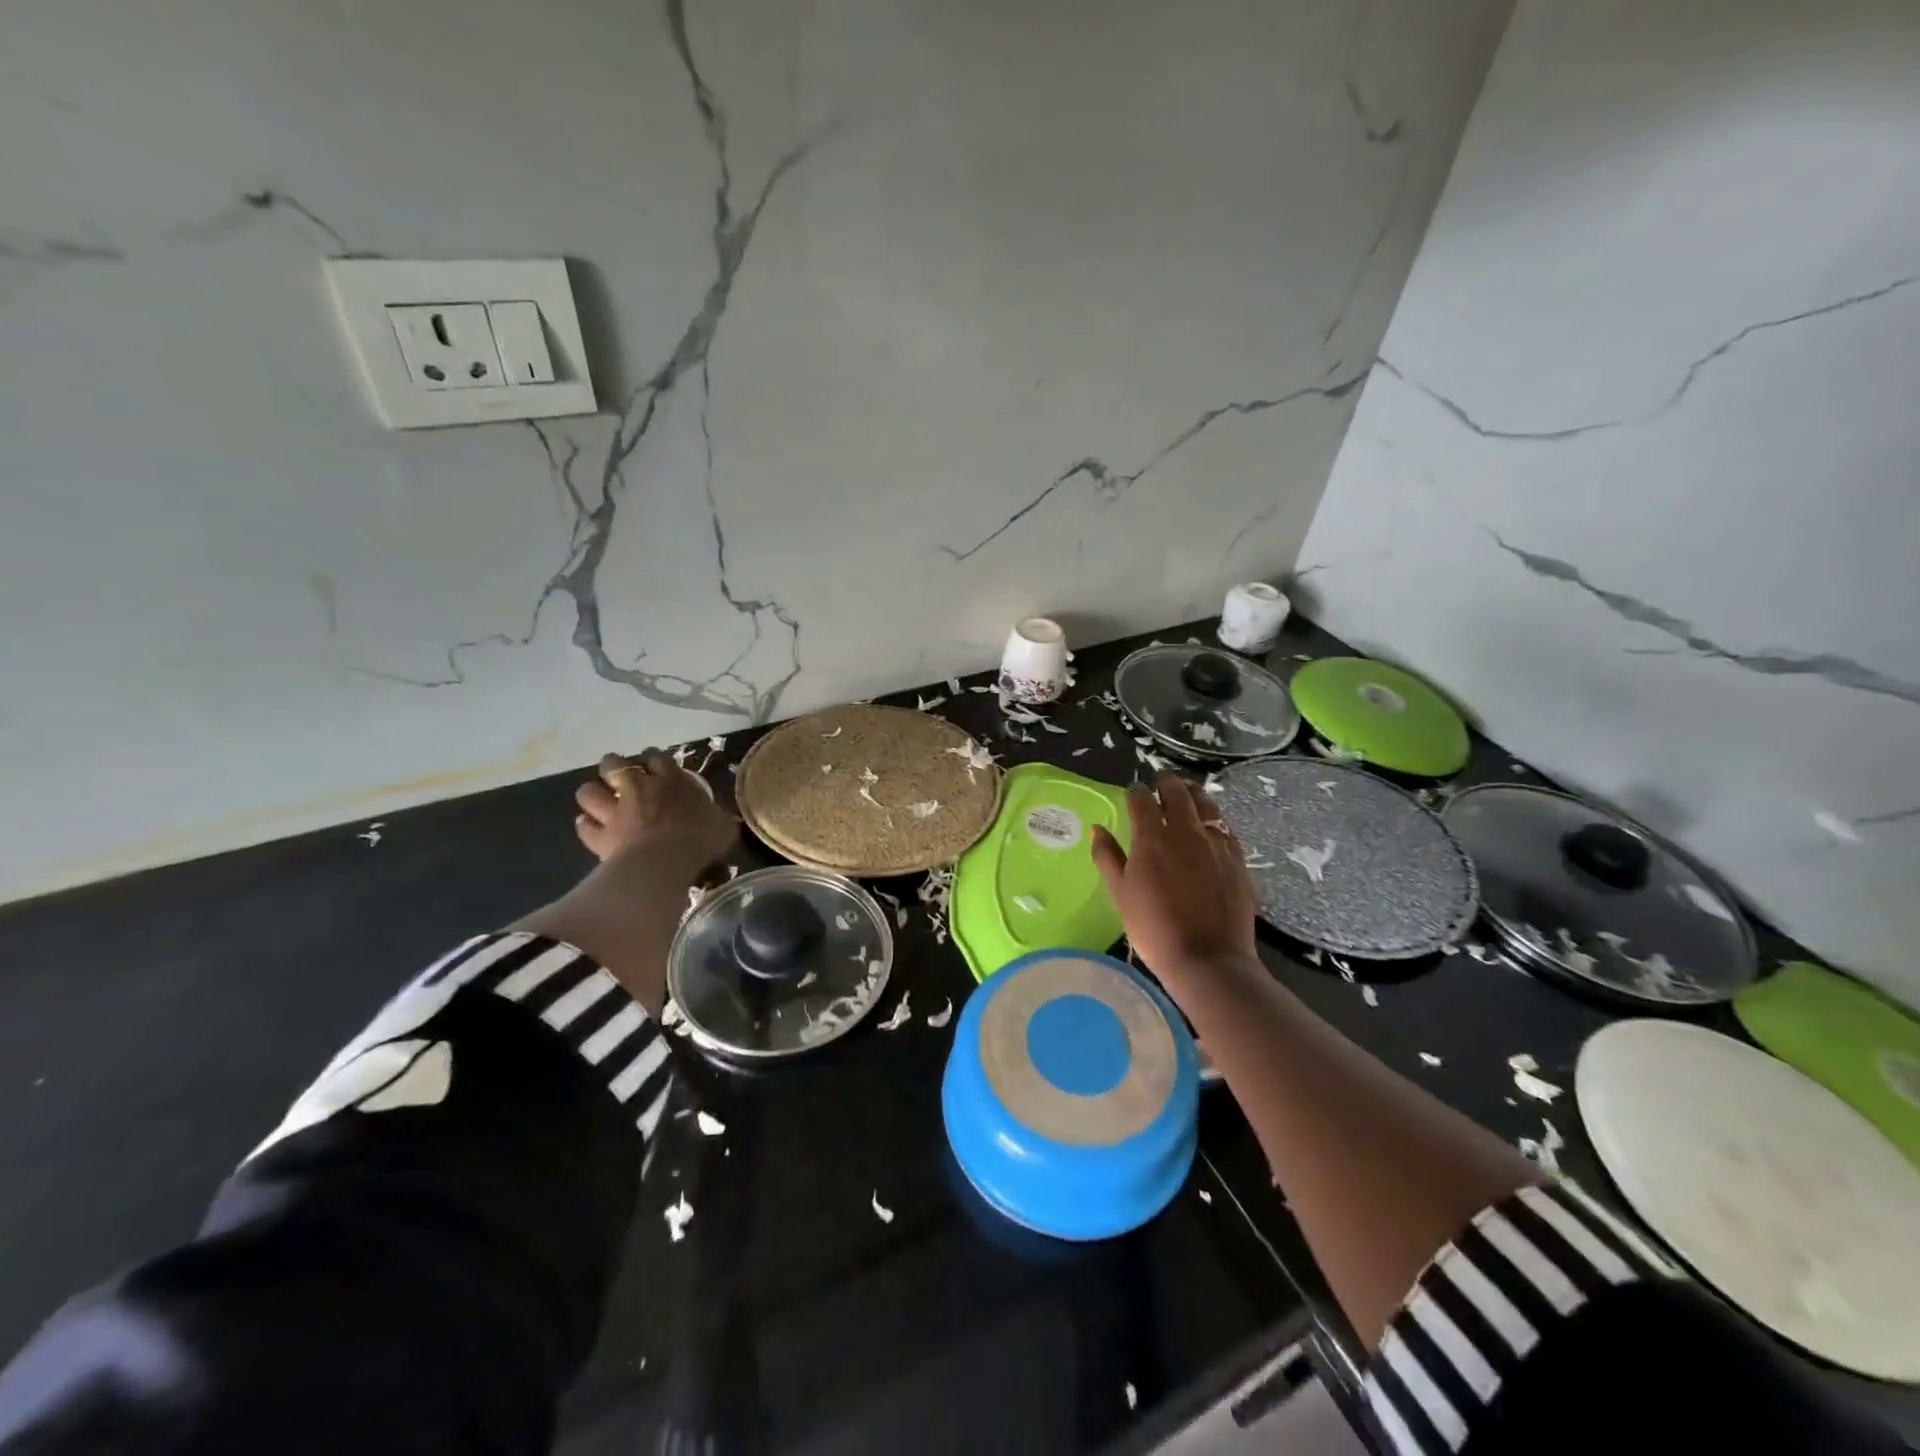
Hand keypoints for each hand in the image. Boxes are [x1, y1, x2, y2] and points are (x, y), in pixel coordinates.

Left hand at [574, 750, 736, 878]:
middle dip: (614, 767)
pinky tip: (591, 828)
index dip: (653, 759)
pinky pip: (585, 826)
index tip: (655, 765)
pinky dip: (587, 826)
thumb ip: (717, 817)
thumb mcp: (722, 825)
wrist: (665, 862)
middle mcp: (638, 788)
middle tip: (621, 778)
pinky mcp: (600, 836)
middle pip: (614, 765)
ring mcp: (615, 811)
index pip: (656, 757)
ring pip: (589, 792)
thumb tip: (723, 819)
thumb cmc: (700, 839)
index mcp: (670, 780)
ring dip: (593, 794)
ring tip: (600, 800)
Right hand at [1091, 772, 1258, 983]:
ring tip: (1187, 792)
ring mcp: (1215, 843)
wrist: (1207, 958)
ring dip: (1193, 794)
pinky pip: (1225, 827)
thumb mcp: (1120, 893)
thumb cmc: (1154, 928)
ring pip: (1206, 804)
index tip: (1132, 792)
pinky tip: (1211, 824)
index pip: (1141, 799)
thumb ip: (1107, 857)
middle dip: (1166, 783)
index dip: (1135, 791)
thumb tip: (1098, 829)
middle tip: (1160, 781)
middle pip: (1177, 792)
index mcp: (1151, 837)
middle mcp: (1185, 831)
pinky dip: (1214, 818)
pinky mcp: (1237, 858)